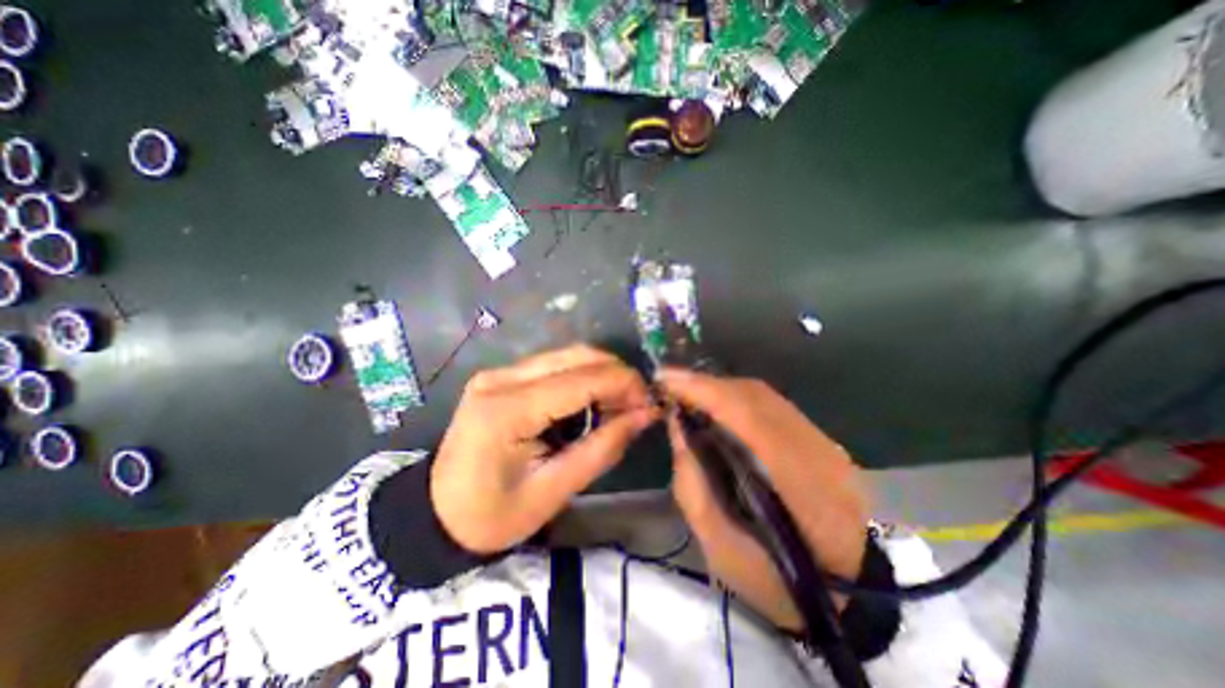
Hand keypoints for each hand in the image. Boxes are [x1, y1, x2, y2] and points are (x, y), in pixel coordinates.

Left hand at [433, 349, 661, 554]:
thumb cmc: (492, 515)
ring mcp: (499, 373)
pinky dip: (582, 377)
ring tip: (619, 404)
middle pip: (576, 356)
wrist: (437, 513)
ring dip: (601, 373)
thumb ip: (603, 448)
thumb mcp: (554, 491)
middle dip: (616, 375)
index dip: (624, 385)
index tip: (651, 403)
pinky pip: (554, 365)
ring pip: (567, 355)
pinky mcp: (502, 376)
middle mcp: (501, 379)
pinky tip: (592, 401)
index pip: (580, 380)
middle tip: (638, 404)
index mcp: (507, 411)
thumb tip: (645, 415)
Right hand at [660, 369, 868, 630]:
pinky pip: (771, 403)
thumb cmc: (778, 581)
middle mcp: (817, 450)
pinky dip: (737, 396)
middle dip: (707, 384)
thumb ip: (692, 483)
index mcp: (800, 484)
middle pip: (755, 396)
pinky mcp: (820, 438)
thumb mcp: (720, 547)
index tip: (667, 380)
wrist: (847, 593)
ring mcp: (823, 440)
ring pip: (763, 394)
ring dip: (720, 387)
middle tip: (670, 384)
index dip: (705, 391)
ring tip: (687, 390)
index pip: (748, 416)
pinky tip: (716, 402)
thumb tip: (677, 425)